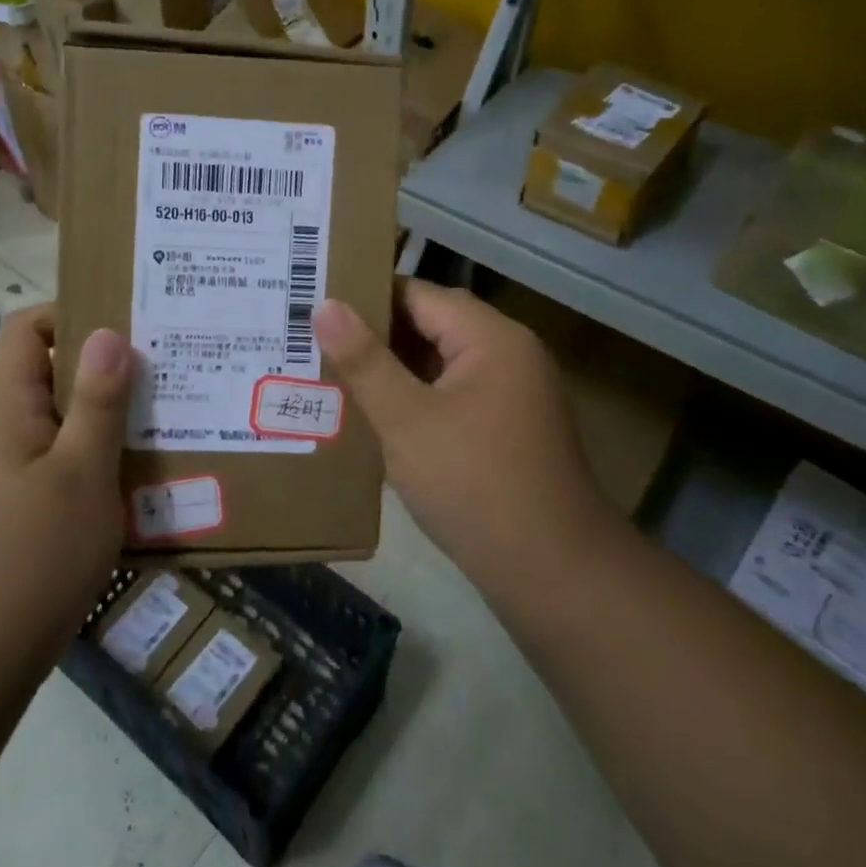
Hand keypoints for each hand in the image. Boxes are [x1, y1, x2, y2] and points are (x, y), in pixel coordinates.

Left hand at [0, 306, 131, 659]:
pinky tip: (118, 480)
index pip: (23, 329)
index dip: (69, 315)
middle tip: (153, 376)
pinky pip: (41, 459)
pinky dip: (78, 455)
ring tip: (148, 424)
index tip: (123, 329)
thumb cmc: (36, 554)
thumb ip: (98, 401)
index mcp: (1, 408)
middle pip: (38, 373)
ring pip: (45, 420)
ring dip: (91, 417)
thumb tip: (107, 333)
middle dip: (95, 369)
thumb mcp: (83, 472)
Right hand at [313, 280, 612, 602]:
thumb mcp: (406, 420)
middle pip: (432, 325)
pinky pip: (452, 394)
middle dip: (375, 335)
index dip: (365, 297)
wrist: (551, 572)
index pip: (418, 294)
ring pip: (440, 363)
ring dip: (394, 369)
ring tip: (334, 373)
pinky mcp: (507, 427)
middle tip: (314, 341)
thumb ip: (364, 360)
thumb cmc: (473, 484)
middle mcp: (508, 354)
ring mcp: (512, 393)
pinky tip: (376, 414)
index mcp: (491, 338)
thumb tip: (325, 305)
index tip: (315, 307)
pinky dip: (416, 397)